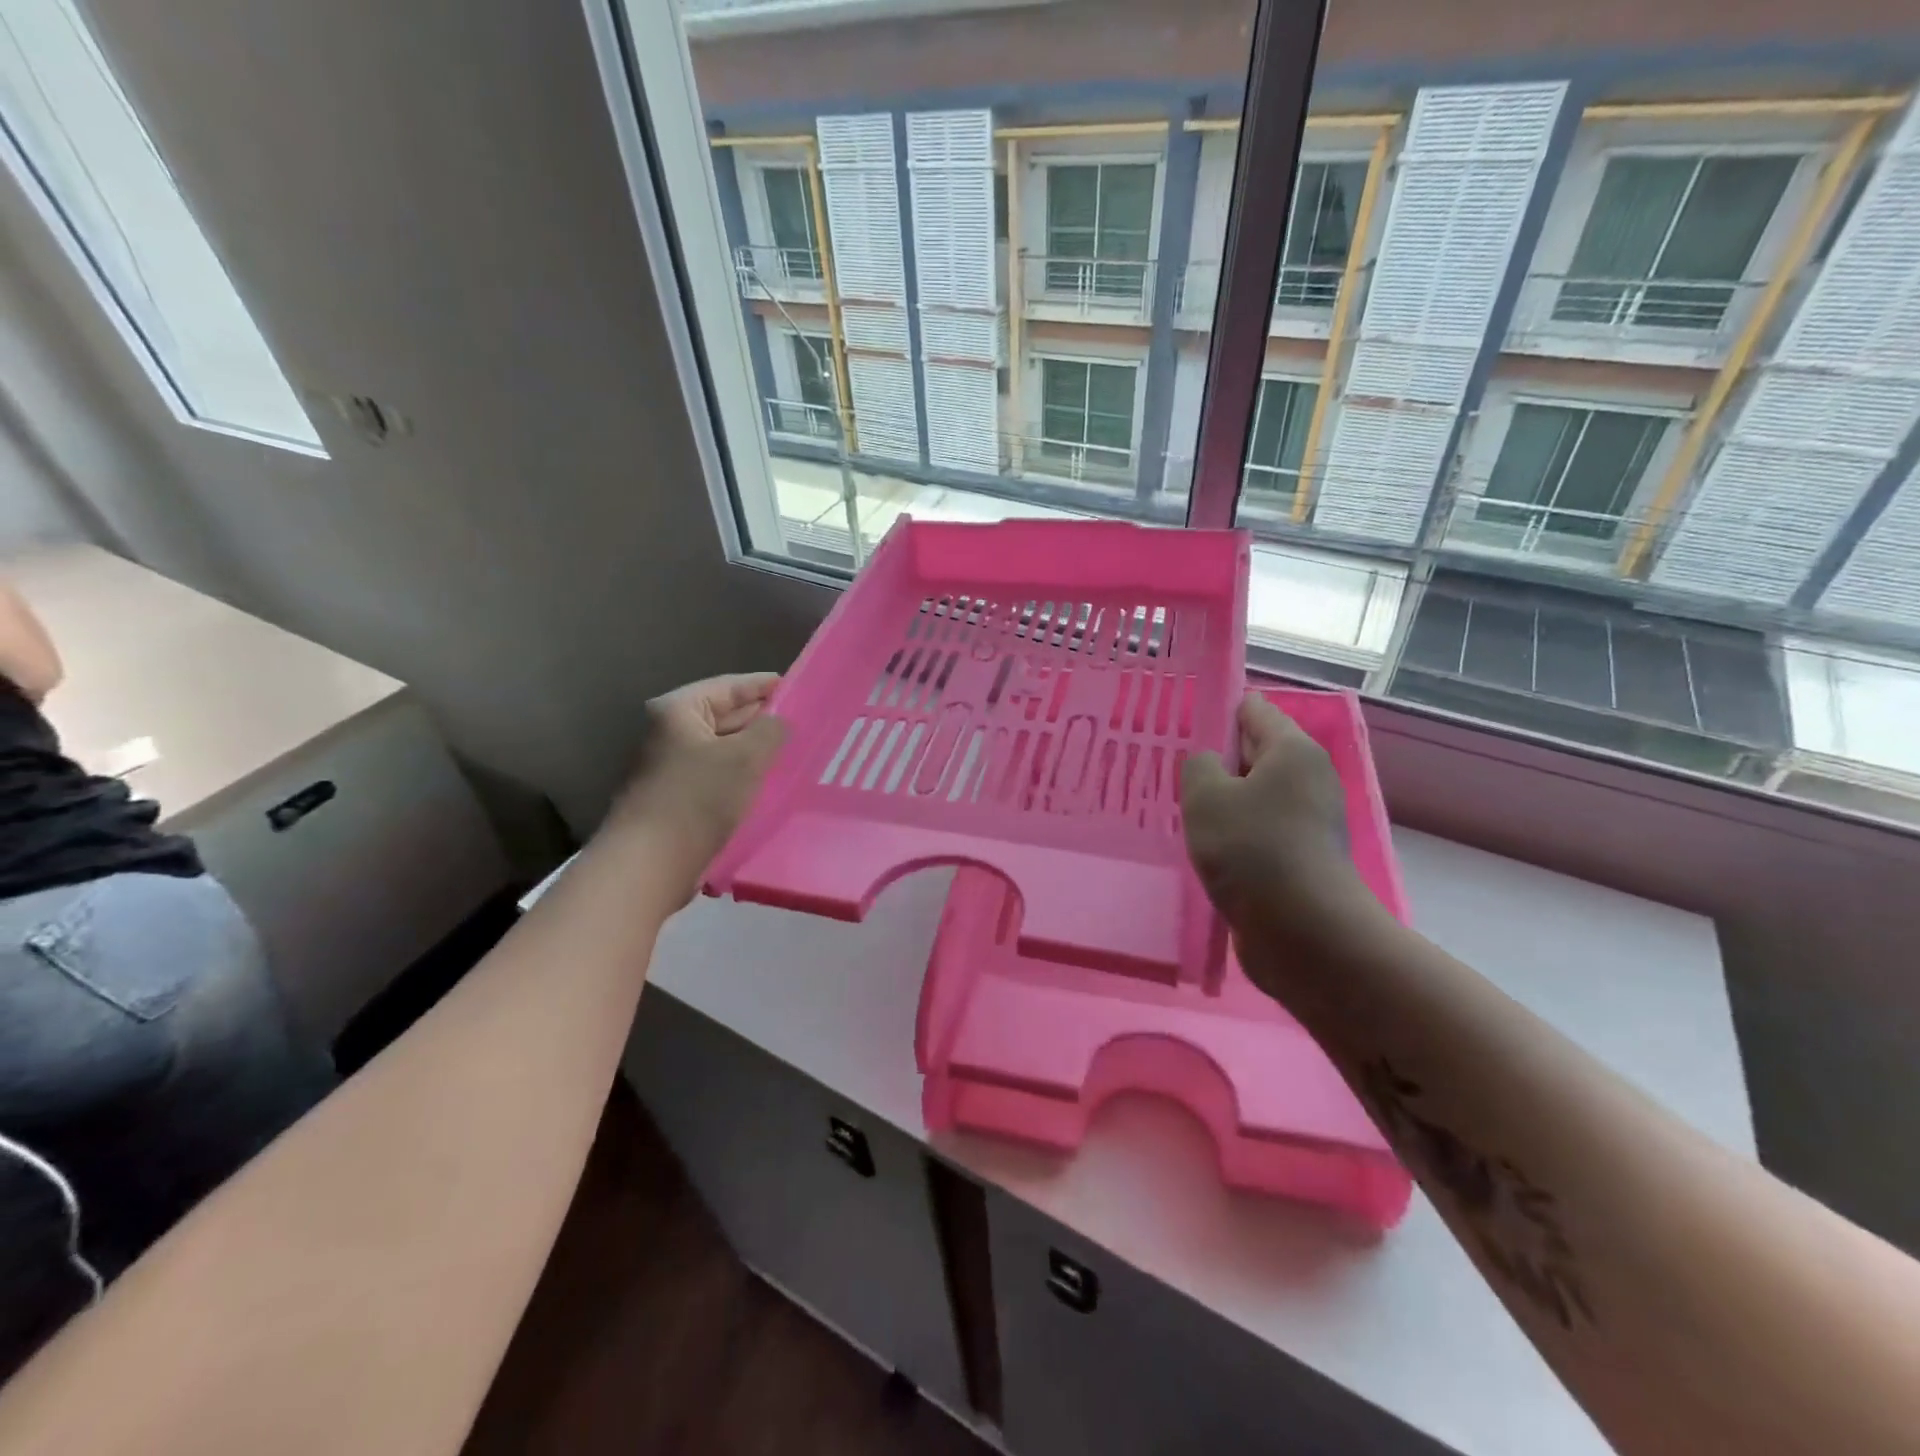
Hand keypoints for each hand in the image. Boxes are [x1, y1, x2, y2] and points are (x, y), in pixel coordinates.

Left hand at [604, 673, 786, 903]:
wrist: (650, 864)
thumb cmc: (698, 799)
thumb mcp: (745, 757)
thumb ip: (771, 730)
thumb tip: (779, 722)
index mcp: (678, 711)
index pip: (730, 686)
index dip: (765, 686)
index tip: (799, 689)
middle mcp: (669, 733)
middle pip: (725, 716)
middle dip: (762, 720)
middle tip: (803, 723)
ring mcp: (670, 767)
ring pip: (723, 749)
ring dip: (754, 751)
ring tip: (793, 753)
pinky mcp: (677, 798)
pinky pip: (717, 775)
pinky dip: (742, 775)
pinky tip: (768, 784)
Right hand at [1181, 693, 1389, 996]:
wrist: (1303, 932)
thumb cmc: (1252, 850)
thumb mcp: (1206, 796)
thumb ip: (1197, 765)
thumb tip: (1208, 765)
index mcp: (1292, 750)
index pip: (1252, 709)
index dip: (1215, 713)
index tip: (1180, 733)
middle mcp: (1308, 778)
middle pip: (1254, 753)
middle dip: (1215, 762)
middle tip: (1173, 776)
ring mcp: (1309, 821)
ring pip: (1254, 797)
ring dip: (1222, 805)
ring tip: (1183, 815)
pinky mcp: (1302, 858)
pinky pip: (1259, 831)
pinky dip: (1235, 836)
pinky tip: (1206, 850)